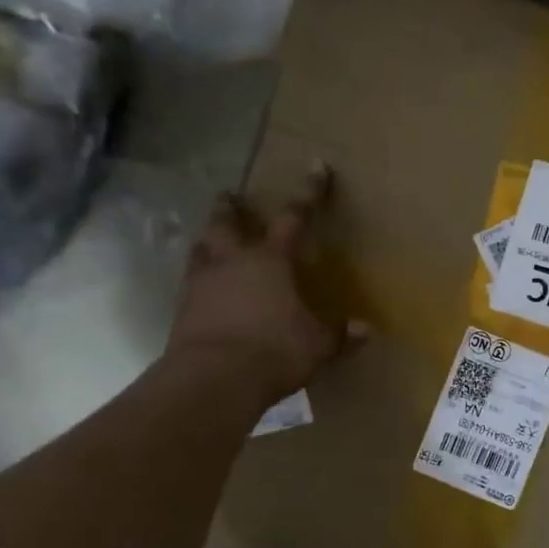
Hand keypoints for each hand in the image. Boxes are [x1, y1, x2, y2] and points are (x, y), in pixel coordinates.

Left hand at [166, 163, 358, 402]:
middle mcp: (233, 262)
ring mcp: (202, 283)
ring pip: (201, 248)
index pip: (295, 218)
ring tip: (210, 237)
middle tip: (231, 197)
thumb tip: (366, 329)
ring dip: (207, 239)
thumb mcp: (318, 345)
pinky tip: (204, 285)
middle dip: (231, 208)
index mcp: (272, 261)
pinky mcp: (182, 308)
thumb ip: (339, 334)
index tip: (316, 168)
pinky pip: (190, 281)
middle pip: (227, 223)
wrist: (213, 379)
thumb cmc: (274, 351)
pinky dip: (198, 276)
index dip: (309, 194)